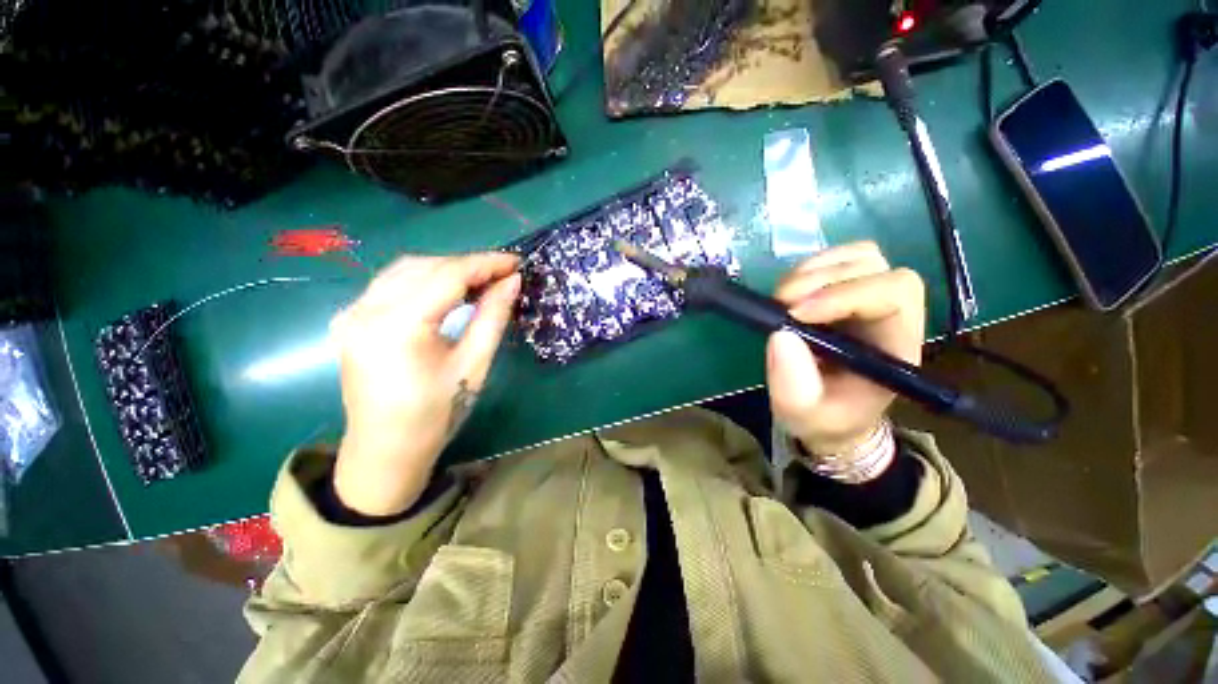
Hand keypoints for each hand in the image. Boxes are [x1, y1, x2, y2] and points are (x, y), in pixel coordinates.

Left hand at [329, 252, 520, 515]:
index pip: (447, 275)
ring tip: (481, 281)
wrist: (387, 451)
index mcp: (397, 325)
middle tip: (503, 274)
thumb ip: (492, 316)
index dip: (486, 264)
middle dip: (468, 265)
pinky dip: (425, 280)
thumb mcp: (474, 364)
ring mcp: (352, 313)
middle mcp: (365, 310)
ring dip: (447, 270)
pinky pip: (392, 285)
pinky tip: (449, 291)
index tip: (516, 263)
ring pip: (406, 271)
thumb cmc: (437, 414)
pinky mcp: (351, 320)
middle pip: (425, 267)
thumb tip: (513, 282)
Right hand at [766, 242, 925, 455]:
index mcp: (894, 346)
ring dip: (813, 270)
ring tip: (782, 298)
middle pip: (875, 266)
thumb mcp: (803, 415)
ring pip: (858, 256)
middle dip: (823, 279)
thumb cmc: (824, 417)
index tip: (795, 314)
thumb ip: (794, 386)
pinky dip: (808, 267)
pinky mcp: (846, 291)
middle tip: (781, 303)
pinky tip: (789, 292)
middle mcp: (890, 314)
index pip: (892, 294)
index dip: (844, 294)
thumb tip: (780, 335)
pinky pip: (837, 259)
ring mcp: (869, 298)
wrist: (830, 413)